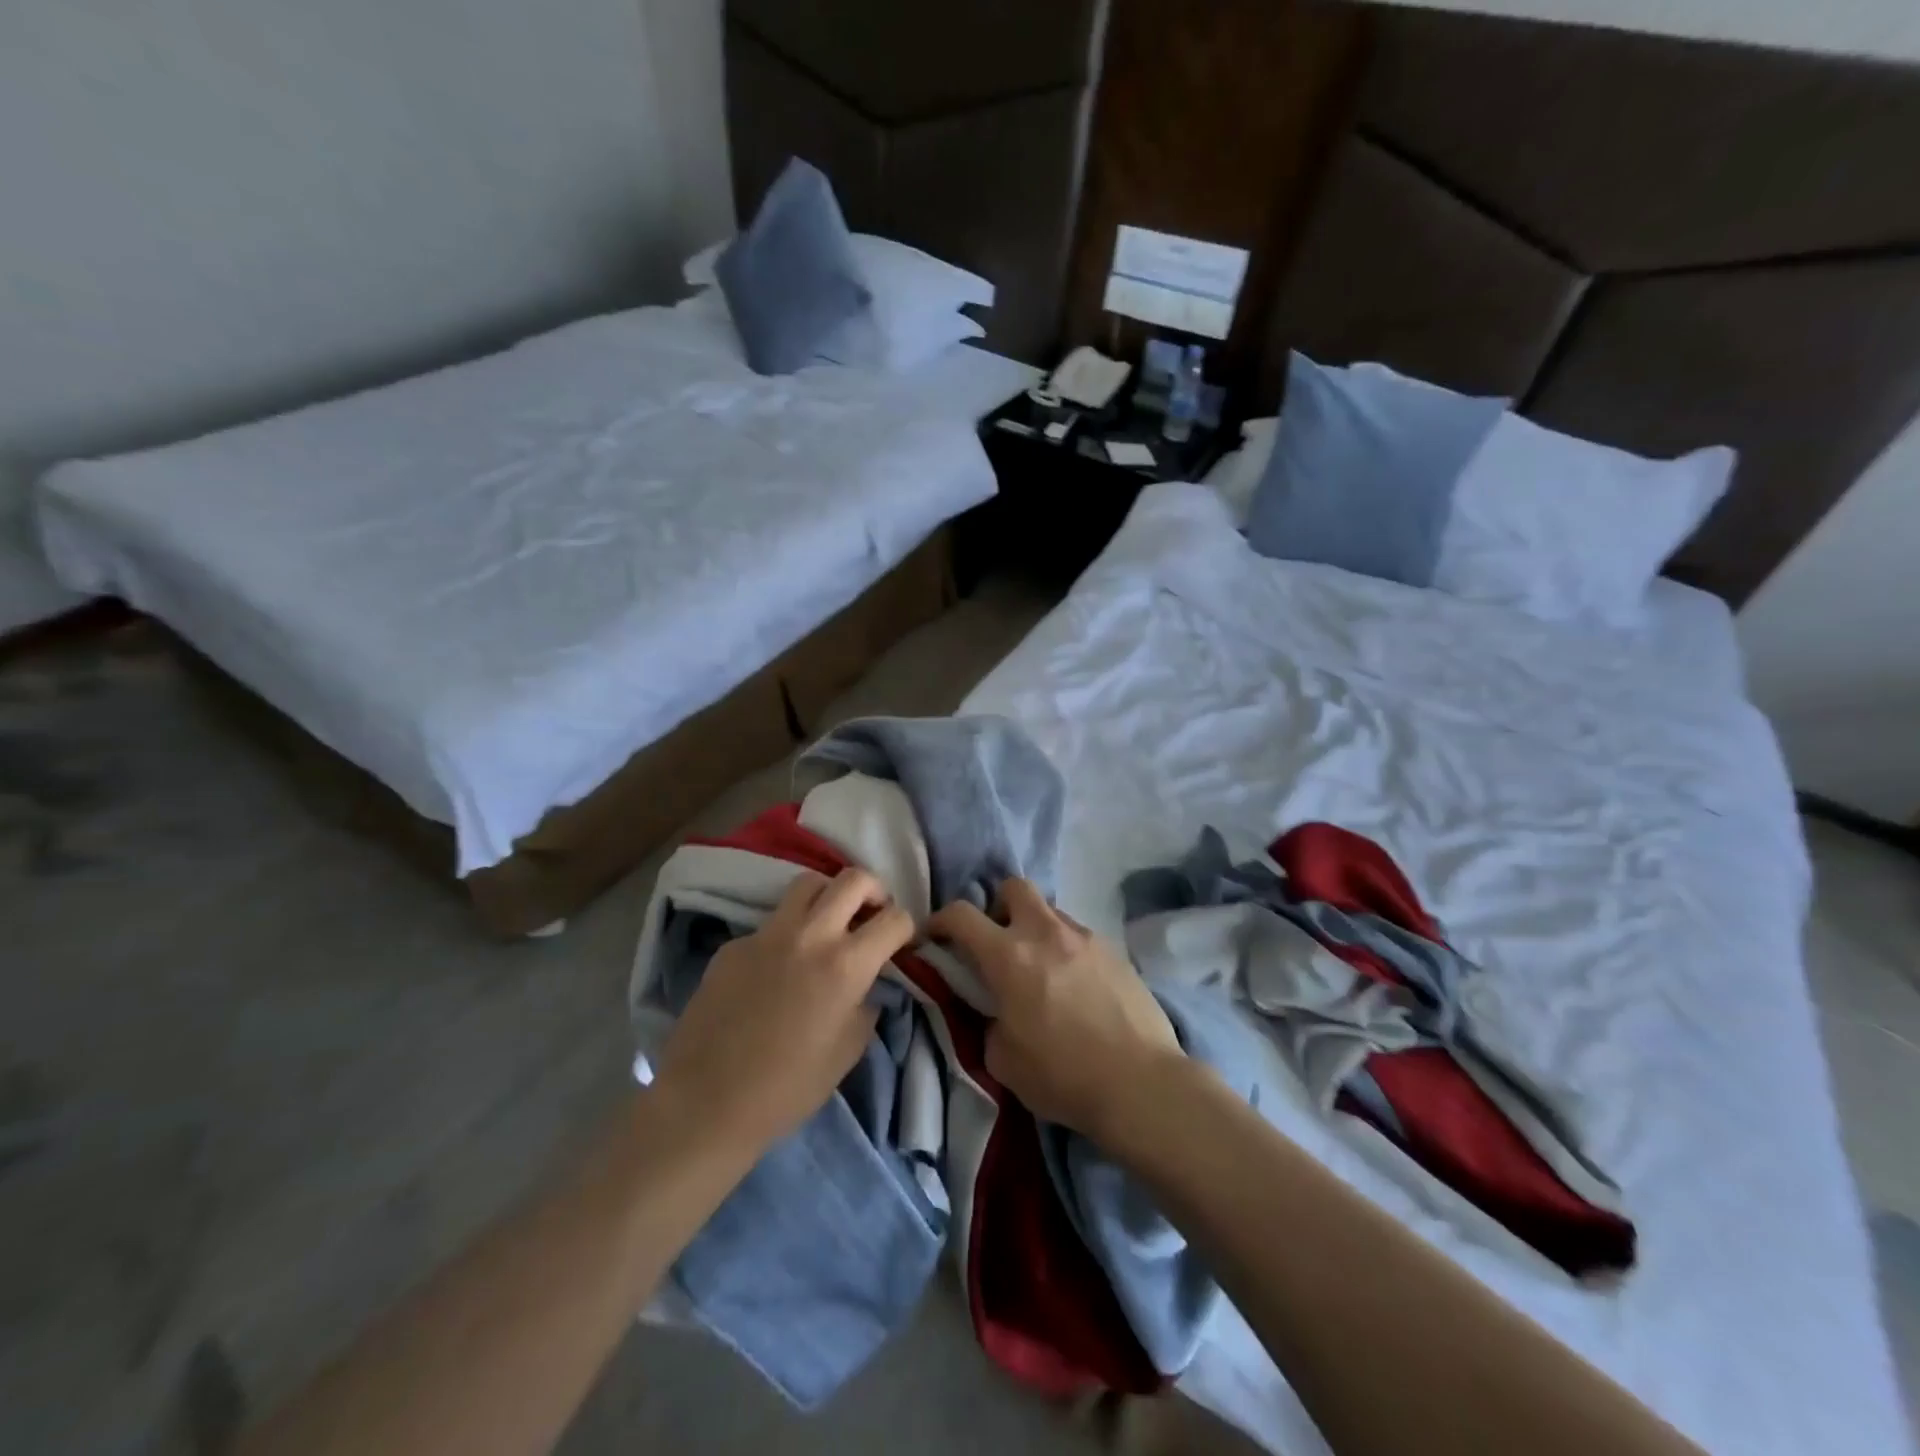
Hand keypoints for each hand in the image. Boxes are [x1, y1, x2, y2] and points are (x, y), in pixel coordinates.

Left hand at [651, 868, 914, 1157]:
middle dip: (874, 891)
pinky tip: (778, 966)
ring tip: (828, 922)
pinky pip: (771, 922)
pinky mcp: (735, 943)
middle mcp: (810, 935)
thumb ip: (867, 1005)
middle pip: (854, 879)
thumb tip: (869, 984)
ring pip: (808, 883)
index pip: (894, 918)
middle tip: (871, 915)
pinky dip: (787, 932)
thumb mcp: (849, 1050)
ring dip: (829, 895)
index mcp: (846, 964)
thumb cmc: (788, 1087)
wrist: (706, 1103)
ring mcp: (767, 933)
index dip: (906, 928)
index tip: (901, 942)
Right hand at [927, 879, 1182, 1144]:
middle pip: (1013, 887)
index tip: (933, 937)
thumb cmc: (1062, 1075)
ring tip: (1040, 970)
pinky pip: (1079, 936)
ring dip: (1035, 929)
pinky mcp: (1114, 952)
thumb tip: (994, 1008)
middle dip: (997, 907)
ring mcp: (1085, 938)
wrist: (1140, 1084)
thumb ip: (987, 1021)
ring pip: (1050, 911)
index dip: (939, 921)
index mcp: (1009, 956)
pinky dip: (1065, 950)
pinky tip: (1074, 987)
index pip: (961, 915)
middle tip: (997, 944)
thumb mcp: (1002, 1059)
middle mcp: (1046, 933)